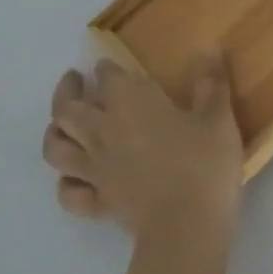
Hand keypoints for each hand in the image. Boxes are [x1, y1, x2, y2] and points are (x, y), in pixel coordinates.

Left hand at [43, 54, 243, 245]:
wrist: (186, 228)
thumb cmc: (204, 165)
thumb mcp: (218, 118)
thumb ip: (210, 82)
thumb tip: (207, 46)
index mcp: (131, 104)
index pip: (108, 76)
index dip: (107, 68)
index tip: (111, 64)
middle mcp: (103, 132)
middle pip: (67, 108)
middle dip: (67, 91)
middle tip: (75, 81)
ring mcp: (95, 170)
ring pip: (56, 148)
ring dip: (54, 132)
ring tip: (63, 124)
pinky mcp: (98, 203)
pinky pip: (68, 192)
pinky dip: (66, 182)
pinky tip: (76, 177)